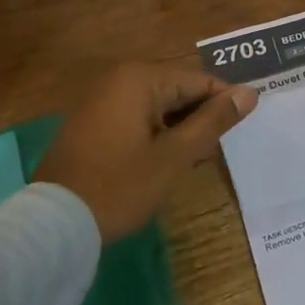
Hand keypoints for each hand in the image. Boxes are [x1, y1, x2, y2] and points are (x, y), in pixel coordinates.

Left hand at [36, 63, 258, 241]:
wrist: (54, 225)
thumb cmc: (121, 186)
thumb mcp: (175, 155)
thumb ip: (214, 121)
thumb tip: (250, 93)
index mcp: (140, 78)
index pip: (199, 80)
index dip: (225, 104)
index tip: (244, 130)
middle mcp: (119, 79)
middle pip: (178, 90)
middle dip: (200, 119)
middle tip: (216, 152)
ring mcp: (102, 101)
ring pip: (159, 107)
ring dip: (180, 130)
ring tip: (194, 161)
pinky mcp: (92, 124)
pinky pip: (138, 119)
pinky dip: (157, 136)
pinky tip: (165, 163)